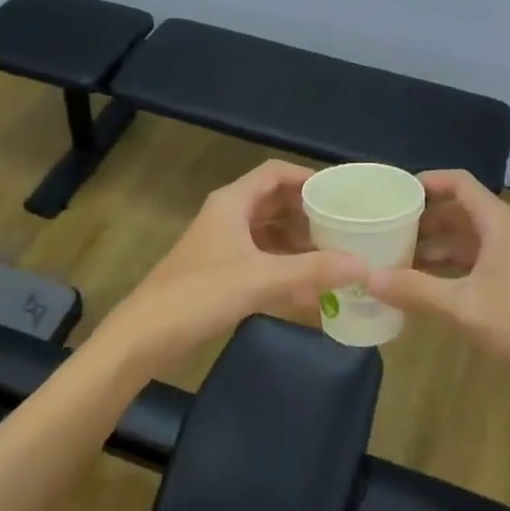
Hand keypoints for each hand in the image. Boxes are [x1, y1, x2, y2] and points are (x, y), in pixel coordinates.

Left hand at [100, 161, 365, 373]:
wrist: (144, 337)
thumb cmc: (199, 294)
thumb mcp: (261, 279)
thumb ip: (313, 271)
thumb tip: (364, 265)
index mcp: (232, 203)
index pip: (276, 173)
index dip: (309, 177)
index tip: (342, 192)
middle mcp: (228, 216)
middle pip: (275, 202)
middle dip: (309, 212)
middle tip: (347, 225)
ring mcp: (223, 245)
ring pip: (270, 233)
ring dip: (299, 242)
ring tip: (336, 254)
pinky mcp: (221, 273)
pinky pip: (262, 260)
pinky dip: (285, 268)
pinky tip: (310, 288)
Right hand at [368, 171, 509, 389]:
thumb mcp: (463, 306)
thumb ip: (414, 290)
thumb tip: (366, 276)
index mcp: (497, 222)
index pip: (458, 183)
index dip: (426, 182)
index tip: (392, 193)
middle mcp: (504, 232)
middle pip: (457, 211)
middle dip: (421, 220)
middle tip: (382, 231)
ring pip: (464, 240)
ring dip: (432, 248)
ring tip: (393, 260)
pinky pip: (472, 264)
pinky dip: (446, 270)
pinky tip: (422, 288)